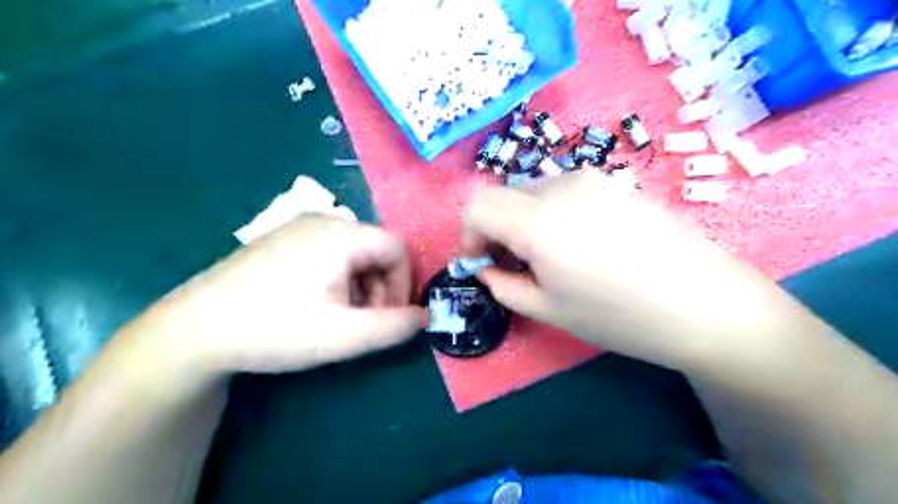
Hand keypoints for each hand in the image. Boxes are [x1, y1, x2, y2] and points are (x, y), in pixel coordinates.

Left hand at [126, 214, 430, 374]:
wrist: (194, 329)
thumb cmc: (276, 329)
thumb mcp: (345, 335)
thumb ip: (394, 327)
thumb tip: (426, 317)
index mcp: (341, 234)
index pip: (398, 248)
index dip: (404, 284)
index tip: (388, 317)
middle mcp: (323, 220)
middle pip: (376, 250)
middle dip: (381, 288)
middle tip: (362, 322)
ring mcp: (300, 227)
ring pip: (355, 253)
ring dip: (360, 286)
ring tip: (338, 317)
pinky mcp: (284, 239)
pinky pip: (331, 253)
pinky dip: (339, 279)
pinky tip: (317, 304)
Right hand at [463, 172, 798, 370]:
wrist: (707, 304)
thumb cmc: (621, 316)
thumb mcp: (549, 311)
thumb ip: (503, 285)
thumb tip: (485, 268)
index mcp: (539, 221)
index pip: (477, 205)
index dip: (469, 233)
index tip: (480, 261)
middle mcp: (562, 187)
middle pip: (505, 195)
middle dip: (497, 228)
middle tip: (515, 264)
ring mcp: (593, 179)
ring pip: (534, 191)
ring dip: (524, 219)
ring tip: (549, 256)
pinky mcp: (615, 182)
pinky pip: (564, 190)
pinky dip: (552, 212)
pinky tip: (580, 242)